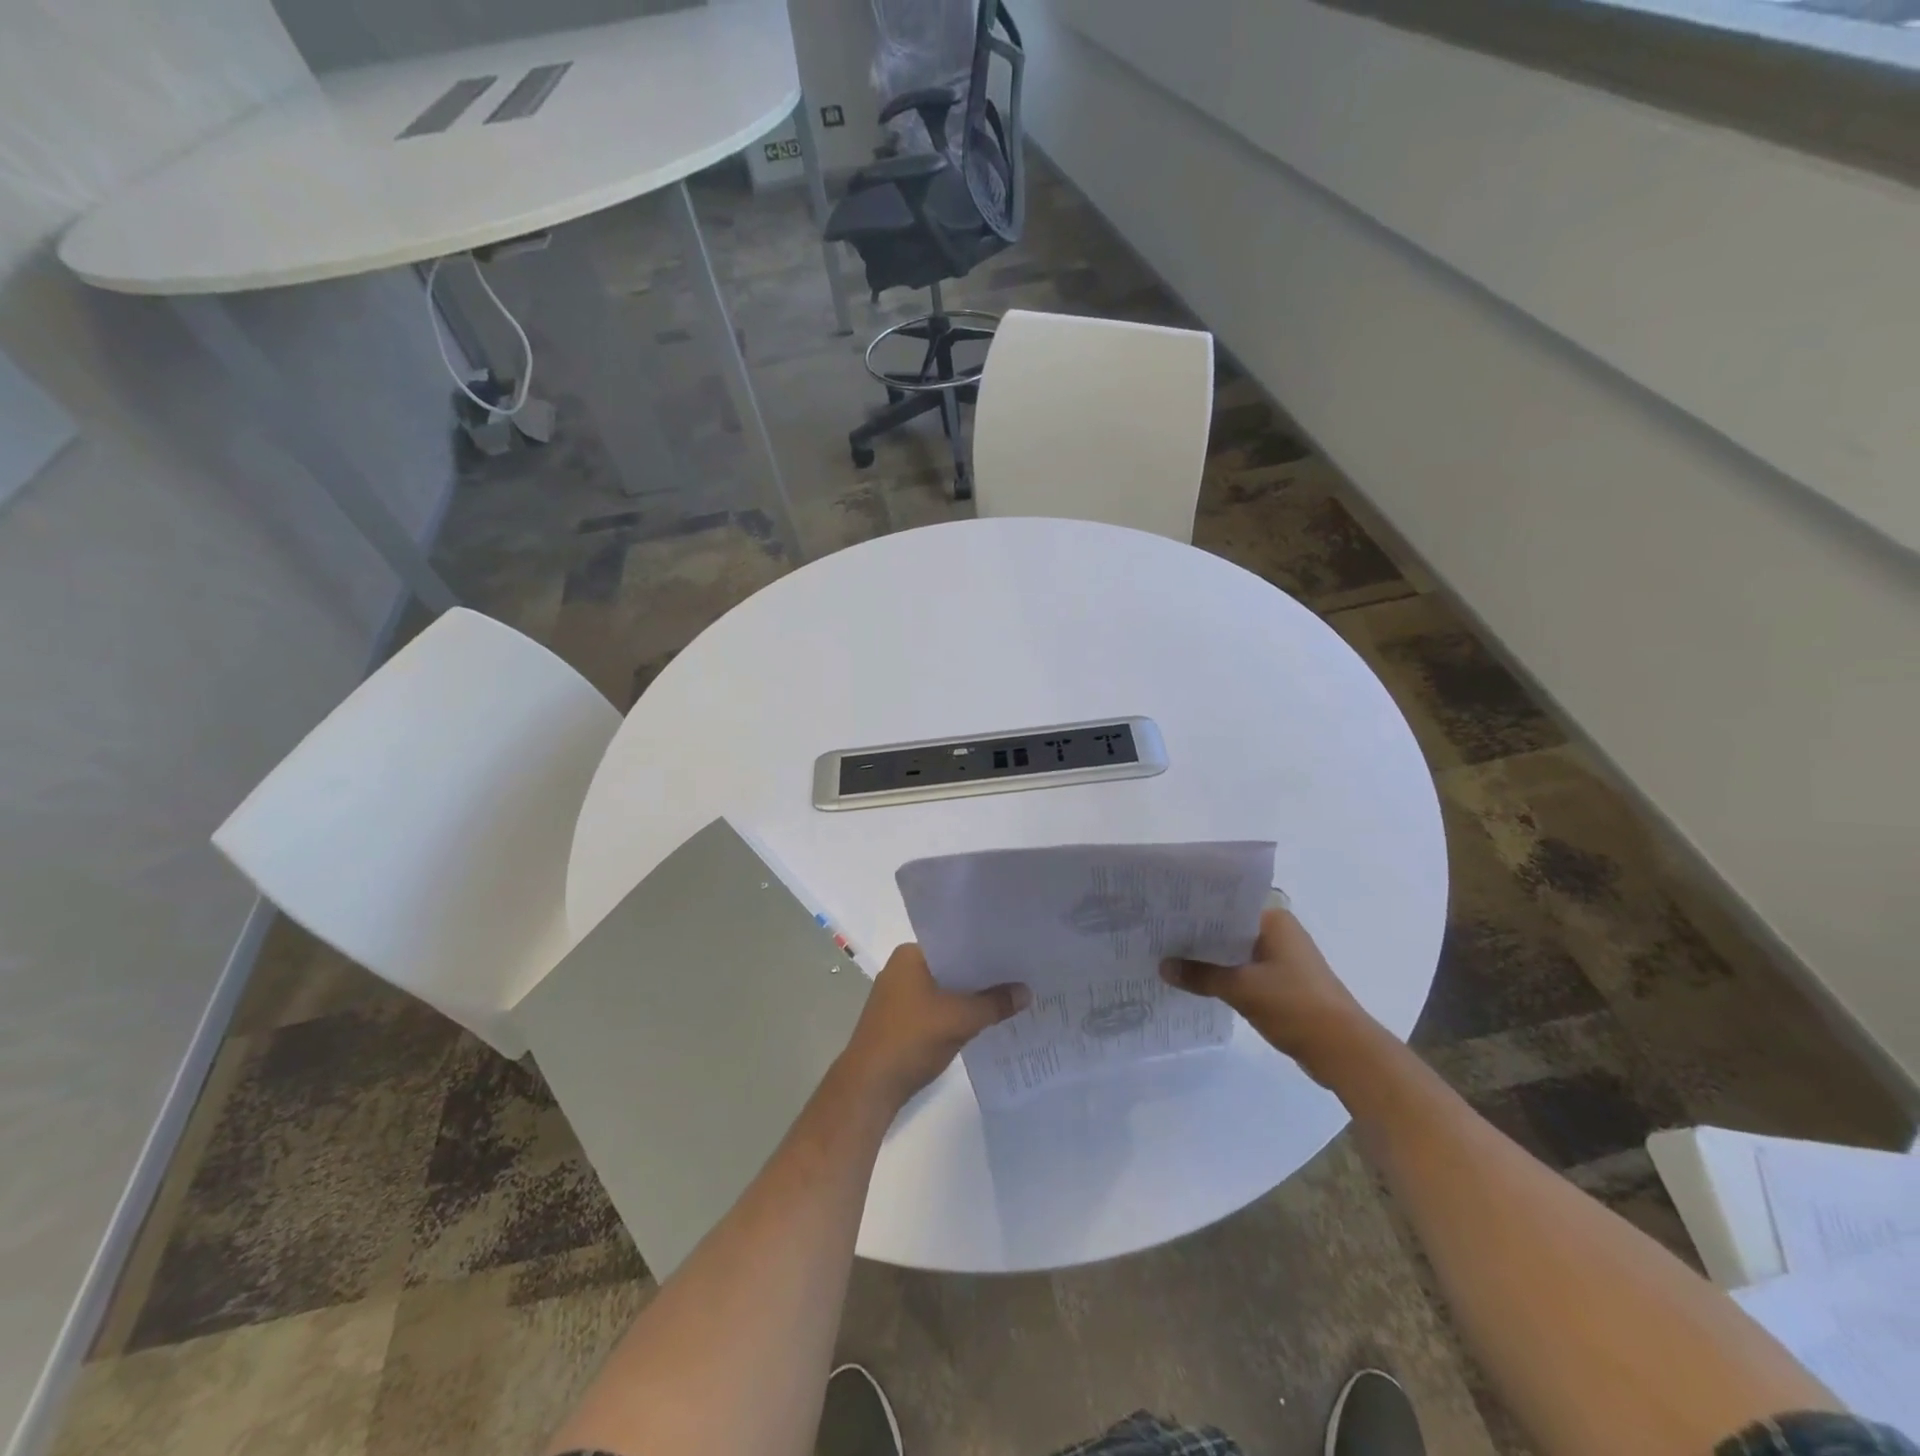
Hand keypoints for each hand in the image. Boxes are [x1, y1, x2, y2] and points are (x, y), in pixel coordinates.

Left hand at [839, 944, 1029, 1108]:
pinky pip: (937, 1008)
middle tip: (1020, 975)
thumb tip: (1027, 992)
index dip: (986, 949)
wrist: (870, 1087)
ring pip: (946, 989)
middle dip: (982, 975)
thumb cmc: (911, 1039)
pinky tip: (983, 1020)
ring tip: (1009, 997)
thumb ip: (994, 1003)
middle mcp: (902, 968)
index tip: (1016, 953)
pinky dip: (957, 1012)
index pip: (956, 942)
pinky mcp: (901, 1020)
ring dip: (971, 996)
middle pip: (952, 966)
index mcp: (910, 955)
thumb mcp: (960, 1019)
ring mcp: (899, 996)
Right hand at [1161, 908, 1378, 1086]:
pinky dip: (1223, 976)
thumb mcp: (1242, 988)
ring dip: (1209, 959)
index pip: (1226, 904)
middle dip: (1197, 935)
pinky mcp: (1283, 985)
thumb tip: (1162, 966)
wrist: (1345, 1051)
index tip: (1163, 912)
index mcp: (1274, 921)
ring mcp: (1282, 960)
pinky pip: (1244, 972)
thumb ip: (1201, 975)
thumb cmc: (1296, 1006)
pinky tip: (1196, 983)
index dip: (1194, 909)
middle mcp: (1279, 933)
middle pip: (1228, 929)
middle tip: (1157, 934)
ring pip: (1235, 952)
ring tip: (1168, 957)